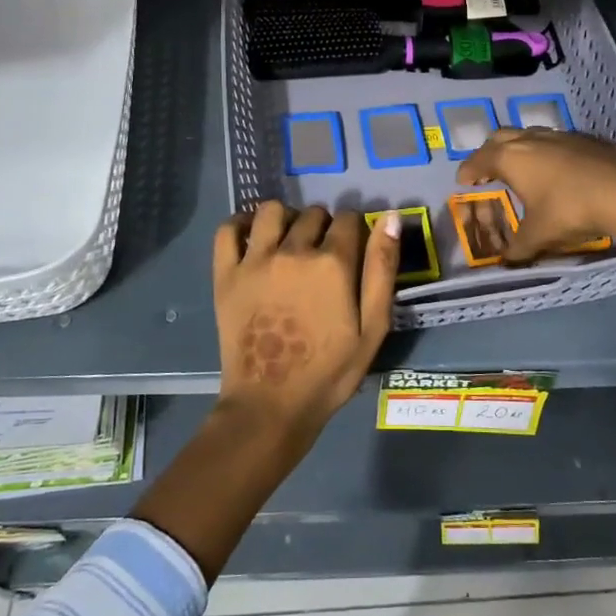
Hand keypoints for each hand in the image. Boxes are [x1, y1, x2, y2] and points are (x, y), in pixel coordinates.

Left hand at [213, 201, 400, 432]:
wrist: (271, 404)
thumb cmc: (330, 372)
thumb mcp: (373, 327)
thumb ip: (382, 269)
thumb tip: (390, 216)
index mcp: (333, 263)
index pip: (350, 219)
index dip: (356, 231)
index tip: (354, 250)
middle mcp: (293, 251)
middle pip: (314, 215)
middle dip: (324, 227)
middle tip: (324, 256)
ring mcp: (255, 261)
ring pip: (272, 211)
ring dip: (287, 219)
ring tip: (290, 242)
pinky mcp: (226, 274)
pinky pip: (229, 230)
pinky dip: (242, 223)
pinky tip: (254, 236)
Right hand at [455, 128, 615, 263]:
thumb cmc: (571, 210)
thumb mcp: (539, 235)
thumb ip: (518, 249)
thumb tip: (506, 262)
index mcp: (511, 158)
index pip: (479, 159)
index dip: (468, 170)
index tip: (463, 181)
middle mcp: (531, 139)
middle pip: (500, 137)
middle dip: (489, 152)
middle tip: (487, 171)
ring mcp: (560, 135)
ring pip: (528, 135)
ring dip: (518, 149)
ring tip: (520, 169)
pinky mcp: (584, 139)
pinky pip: (553, 141)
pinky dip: (543, 152)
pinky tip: (554, 170)